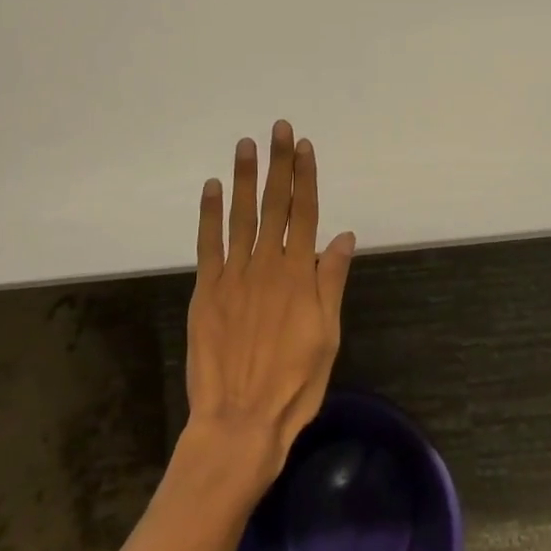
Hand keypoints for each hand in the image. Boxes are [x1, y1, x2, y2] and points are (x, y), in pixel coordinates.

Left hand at [185, 121, 355, 490]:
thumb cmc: (293, 384)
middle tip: (278, 128)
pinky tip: (211, 187)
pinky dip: (210, 213)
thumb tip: (343, 235)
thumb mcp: (327, 335)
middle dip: (278, 164)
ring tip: (246, 145)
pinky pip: (208, 243)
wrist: (239, 422)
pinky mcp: (207, 290)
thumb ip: (331, 281)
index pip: (305, 212)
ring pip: (241, 215)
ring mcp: (234, 275)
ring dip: (244, 178)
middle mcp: (267, 264)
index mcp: (299, 274)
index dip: (305, 177)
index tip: (304, 146)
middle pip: (275, 204)